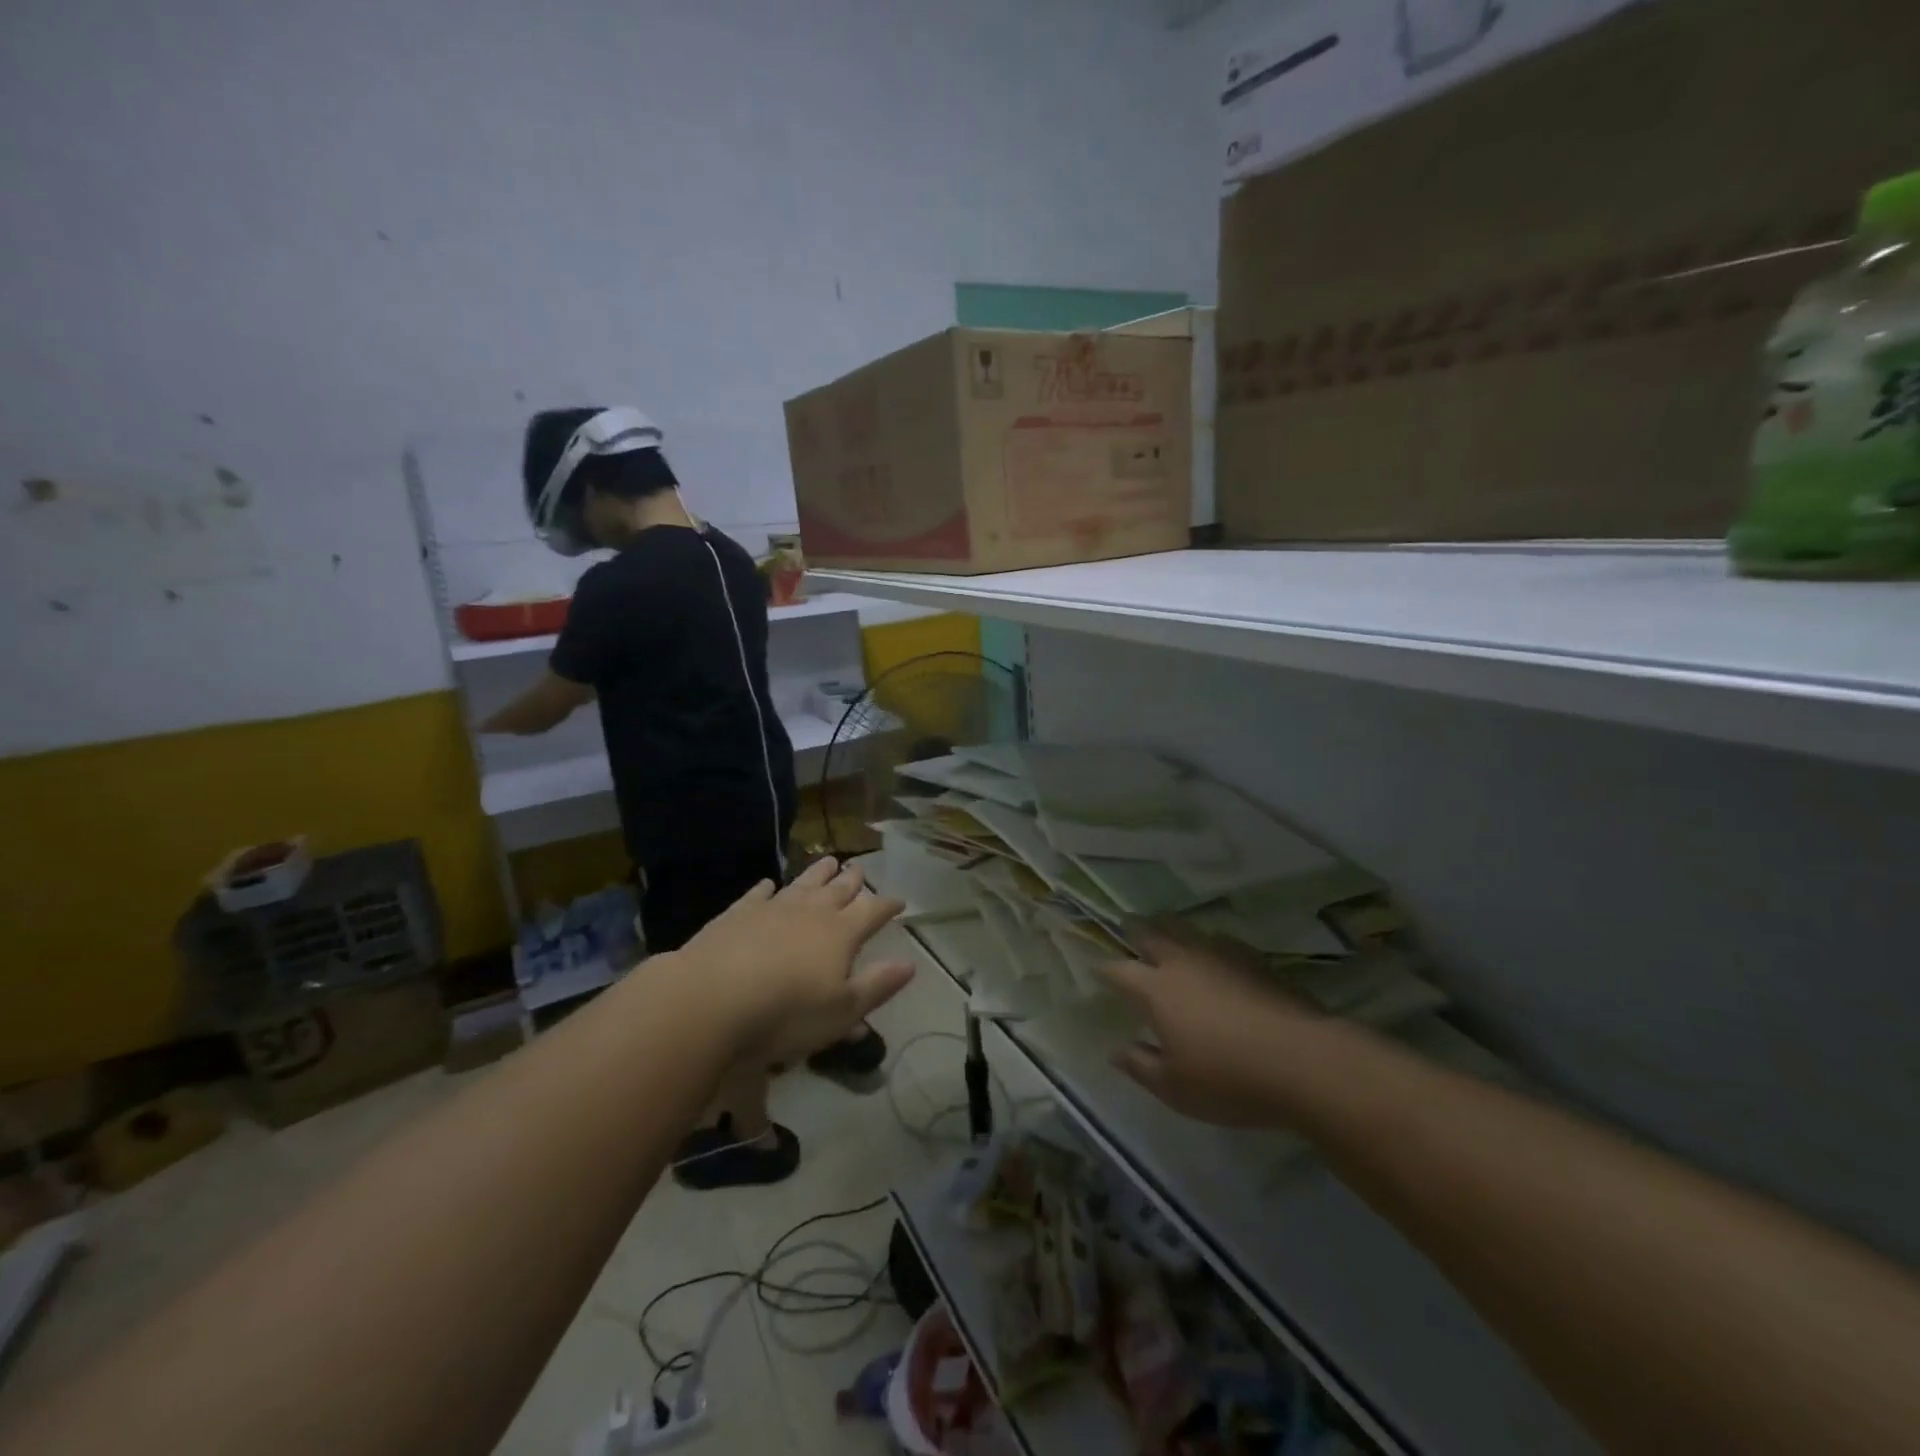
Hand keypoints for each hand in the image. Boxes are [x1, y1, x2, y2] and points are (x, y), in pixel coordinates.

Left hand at [671, 856, 913, 1062]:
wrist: (711, 999)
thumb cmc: (786, 1012)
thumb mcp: (841, 1010)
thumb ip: (877, 985)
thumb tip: (911, 964)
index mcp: (841, 933)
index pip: (872, 911)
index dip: (887, 906)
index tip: (899, 900)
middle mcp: (811, 912)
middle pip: (838, 890)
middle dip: (852, 880)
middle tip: (861, 868)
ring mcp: (772, 909)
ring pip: (803, 884)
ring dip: (818, 872)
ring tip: (829, 860)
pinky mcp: (737, 914)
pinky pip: (757, 895)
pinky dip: (766, 888)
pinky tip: (768, 884)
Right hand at [1099, 930, 1315, 1126]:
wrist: (1304, 1061)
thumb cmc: (1229, 1079)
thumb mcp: (1175, 1088)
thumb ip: (1141, 1066)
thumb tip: (1116, 1051)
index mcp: (1155, 990)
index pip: (1119, 970)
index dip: (1104, 969)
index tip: (1096, 969)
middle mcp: (1183, 963)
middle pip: (1152, 934)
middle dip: (1135, 929)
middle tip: (1126, 924)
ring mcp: (1221, 956)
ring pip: (1187, 931)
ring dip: (1170, 927)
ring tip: (1164, 926)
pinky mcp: (1255, 960)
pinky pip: (1221, 940)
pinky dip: (1208, 941)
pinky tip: (1215, 950)